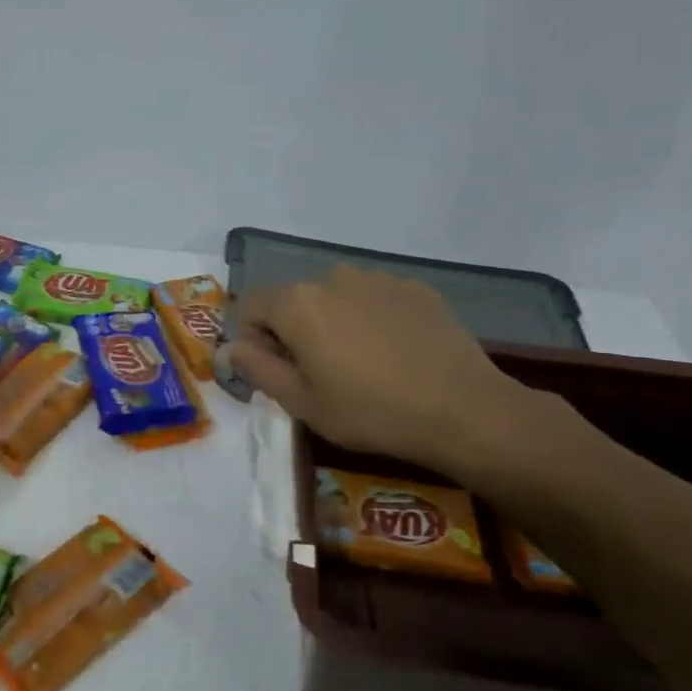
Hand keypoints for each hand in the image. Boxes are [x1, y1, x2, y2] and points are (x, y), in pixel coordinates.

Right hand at [223, 266, 533, 476]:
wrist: (464, 411)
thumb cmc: (370, 412)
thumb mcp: (301, 401)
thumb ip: (255, 367)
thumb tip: (228, 347)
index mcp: (298, 303)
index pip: (249, 307)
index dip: (251, 341)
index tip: (276, 373)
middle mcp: (333, 278)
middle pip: (293, 301)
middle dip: (293, 332)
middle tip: (319, 375)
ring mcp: (379, 280)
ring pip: (334, 299)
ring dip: (333, 324)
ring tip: (361, 365)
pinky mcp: (416, 289)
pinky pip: (373, 300)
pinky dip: (370, 321)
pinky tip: (394, 355)